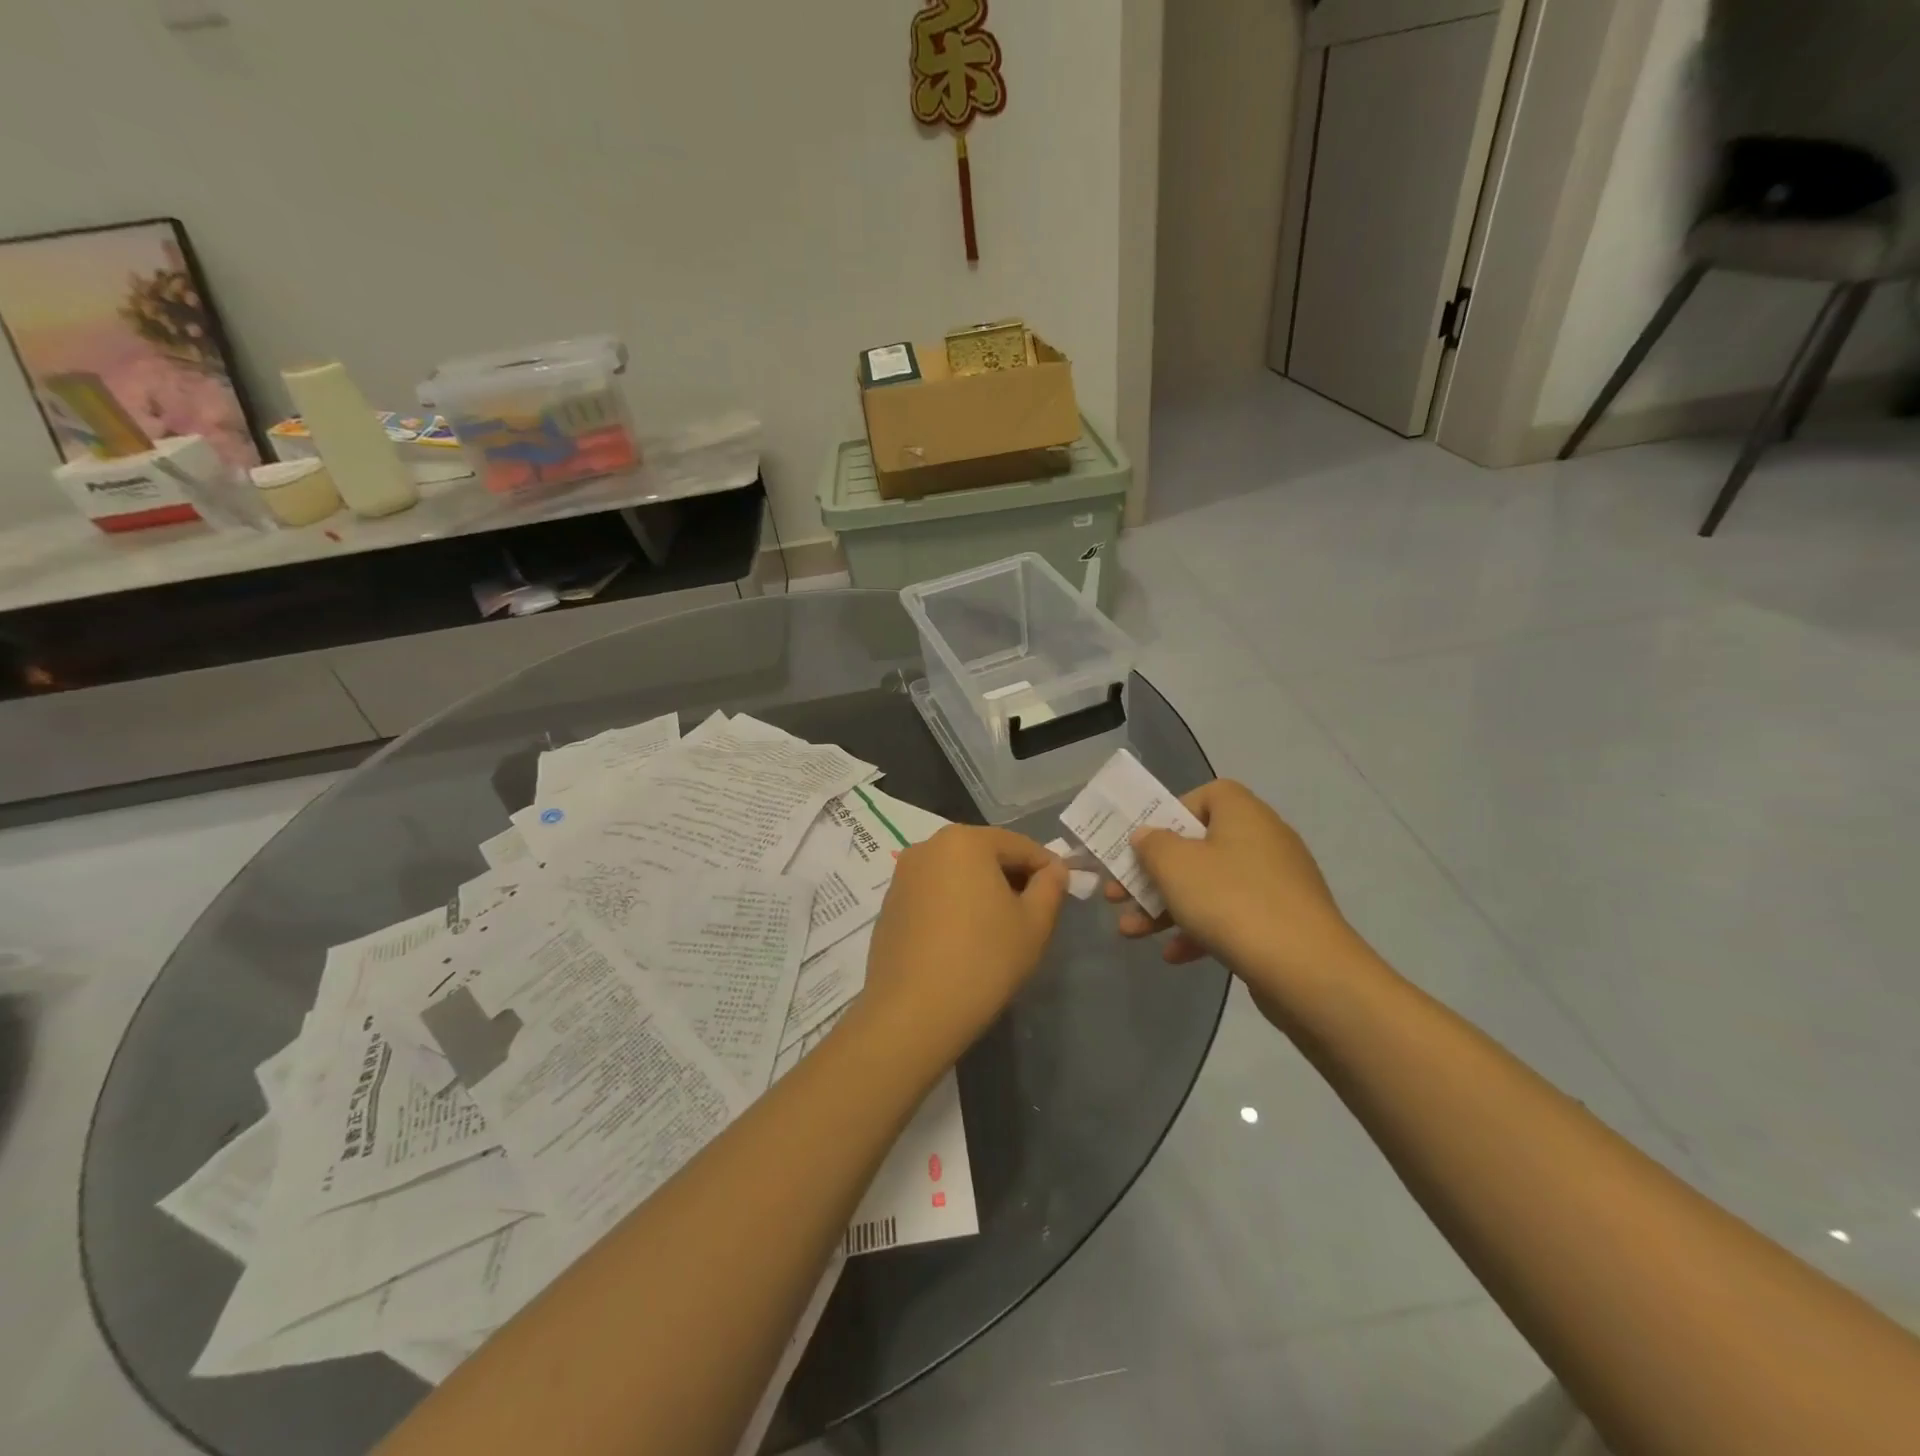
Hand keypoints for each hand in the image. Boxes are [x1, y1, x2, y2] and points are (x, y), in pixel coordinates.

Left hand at [861, 826, 1068, 1068]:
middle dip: (1012, 877)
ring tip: (1000, 928)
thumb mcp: (1034, 924)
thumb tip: (1054, 869)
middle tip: (1034, 911)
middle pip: (984, 854)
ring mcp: (903, 875)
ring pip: (956, 873)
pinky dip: (954, 905)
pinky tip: (965, 939)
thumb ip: (1050, 887)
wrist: (913, 1013)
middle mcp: (928, 846)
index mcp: (965, 840)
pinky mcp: (890, 904)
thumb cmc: (983, 960)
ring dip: (982, 890)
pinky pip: (933, 894)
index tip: (1063, 892)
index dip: (1046, 867)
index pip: (1019, 845)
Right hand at [1106, 780, 1366, 1014]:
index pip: (1206, 795)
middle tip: (1119, 893)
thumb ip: (1152, 845)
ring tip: (1131, 932)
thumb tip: (1148, 836)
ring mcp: (1276, 884)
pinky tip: (1174, 955)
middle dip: (1153, 873)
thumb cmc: (1232, 901)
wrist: (1308, 971)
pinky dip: (1200, 931)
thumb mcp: (1175, 866)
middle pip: (1198, 846)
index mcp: (1243, 814)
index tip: (1145, 842)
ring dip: (1167, 907)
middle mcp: (1264, 840)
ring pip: (1209, 886)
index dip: (1170, 814)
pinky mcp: (1281, 923)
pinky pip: (1231, 917)